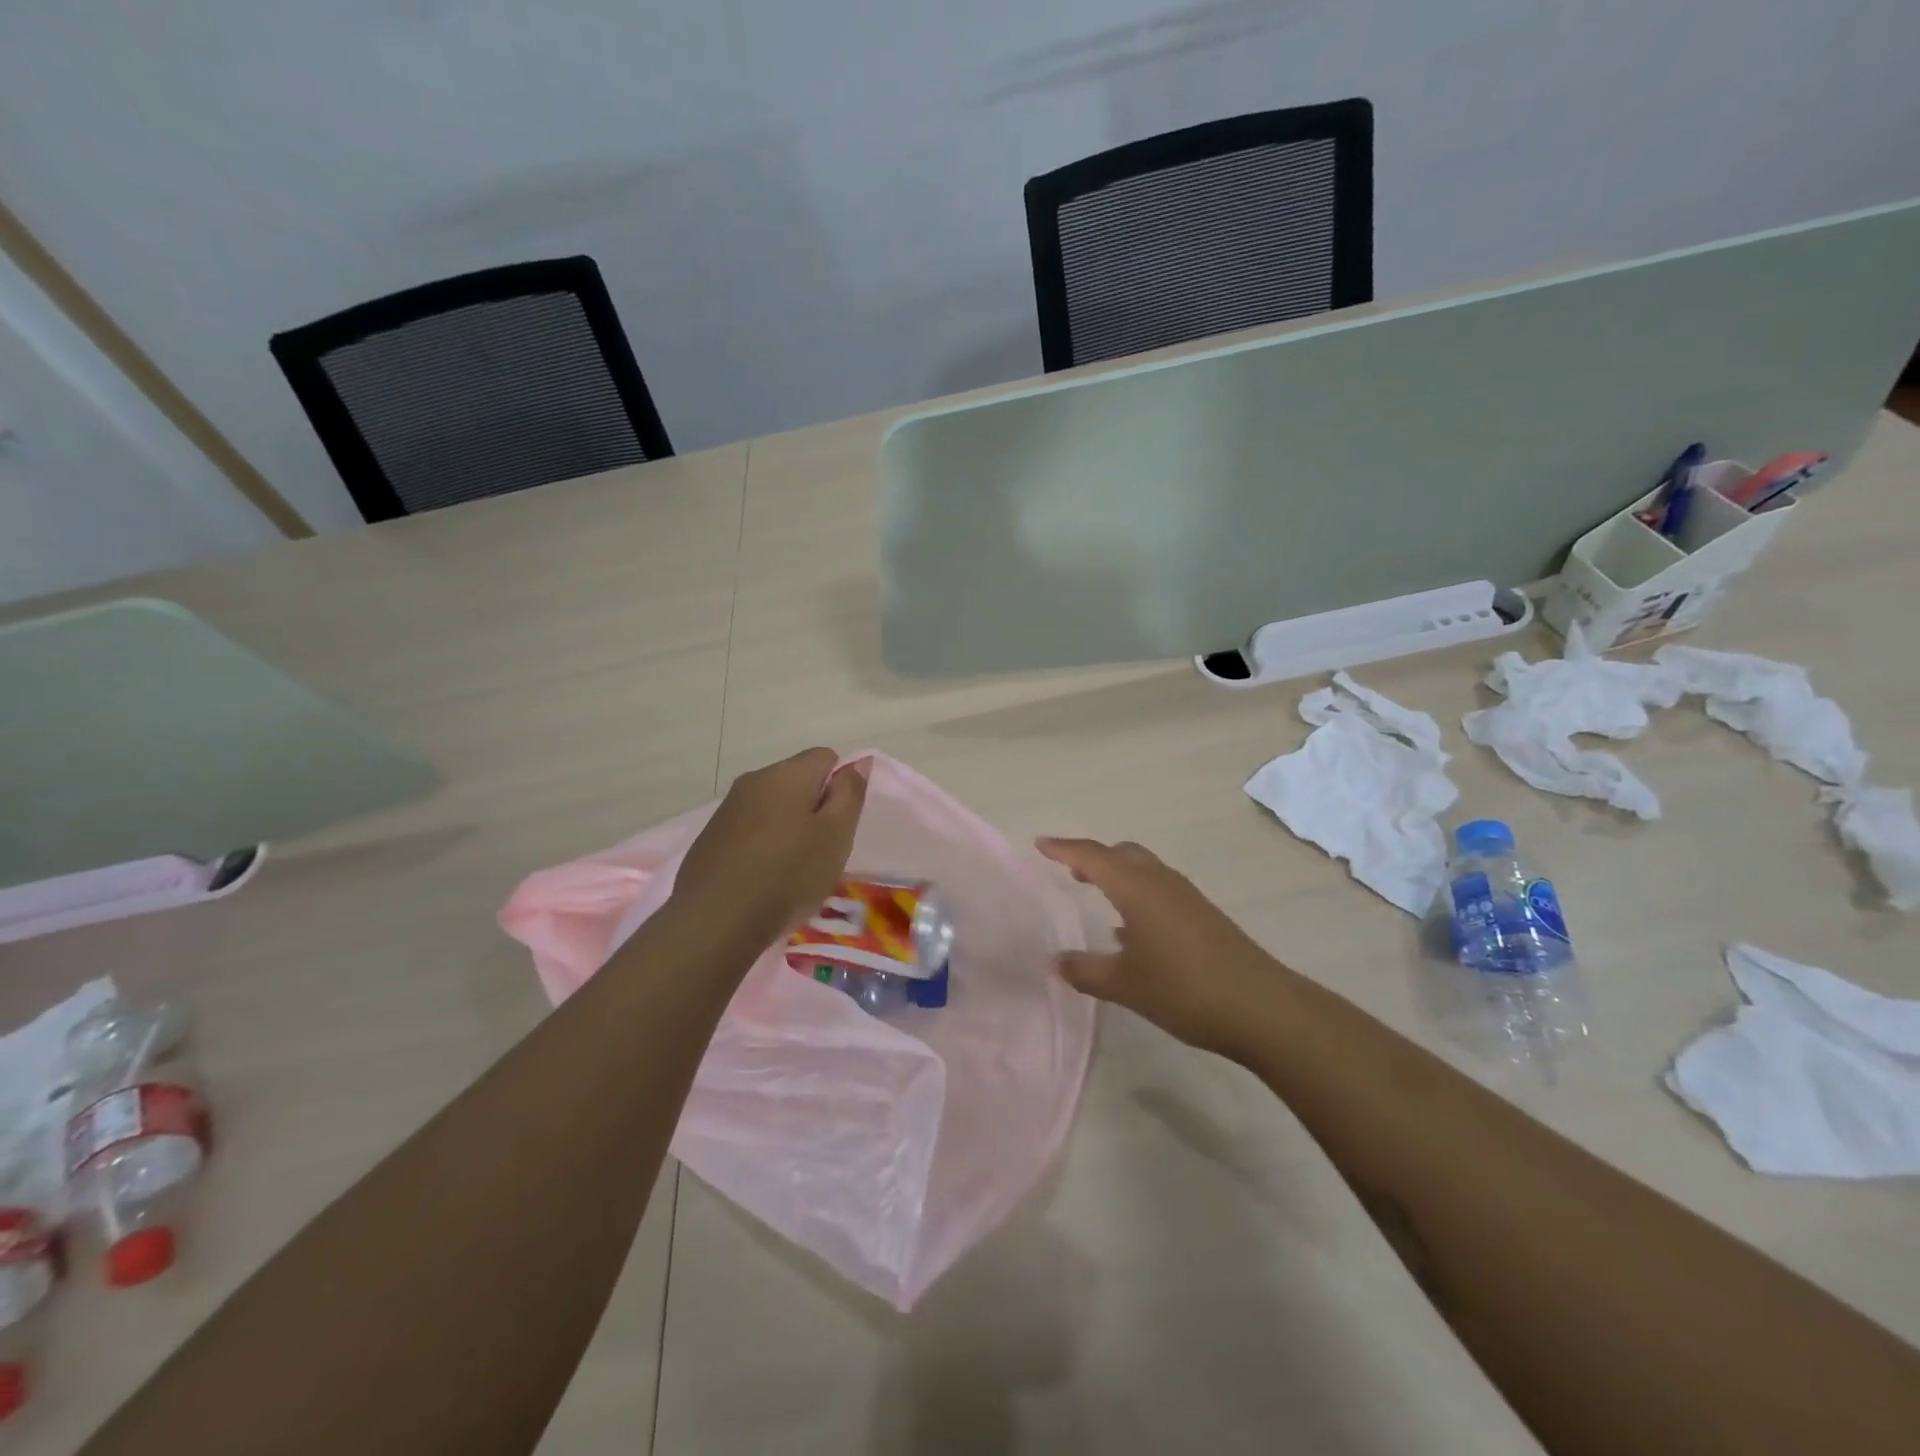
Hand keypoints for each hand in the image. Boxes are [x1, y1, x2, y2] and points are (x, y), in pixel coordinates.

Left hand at [675, 749, 868, 943]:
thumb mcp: (836, 835)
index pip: (826, 757)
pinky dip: (762, 846)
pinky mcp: (710, 837)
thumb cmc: (788, 875)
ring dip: (788, 828)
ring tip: (792, 870)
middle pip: (797, 781)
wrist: (715, 921)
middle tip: (821, 850)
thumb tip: (858, 761)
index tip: (840, 824)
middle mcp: (753, 780)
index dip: (841, 786)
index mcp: (787, 774)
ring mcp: (727, 809)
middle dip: (814, 808)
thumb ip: (850, 793)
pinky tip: (763, 879)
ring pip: (772, 806)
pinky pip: (749, 830)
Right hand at [1037, 837, 1290, 1060]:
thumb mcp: (1124, 985)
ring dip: (1117, 873)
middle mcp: (1160, 882)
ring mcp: (1186, 897)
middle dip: (1093, 857)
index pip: (1092, 856)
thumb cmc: (1184, 989)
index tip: (1040, 844)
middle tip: (1068, 870)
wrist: (1261, 1007)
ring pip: (1143, 869)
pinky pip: (1159, 889)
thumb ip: (1085, 971)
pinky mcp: (1202, 915)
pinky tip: (1131, 929)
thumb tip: (1055, 962)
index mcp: (1136, 888)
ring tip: (1095, 891)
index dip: (1064, 849)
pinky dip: (1137, 893)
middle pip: (1121, 854)